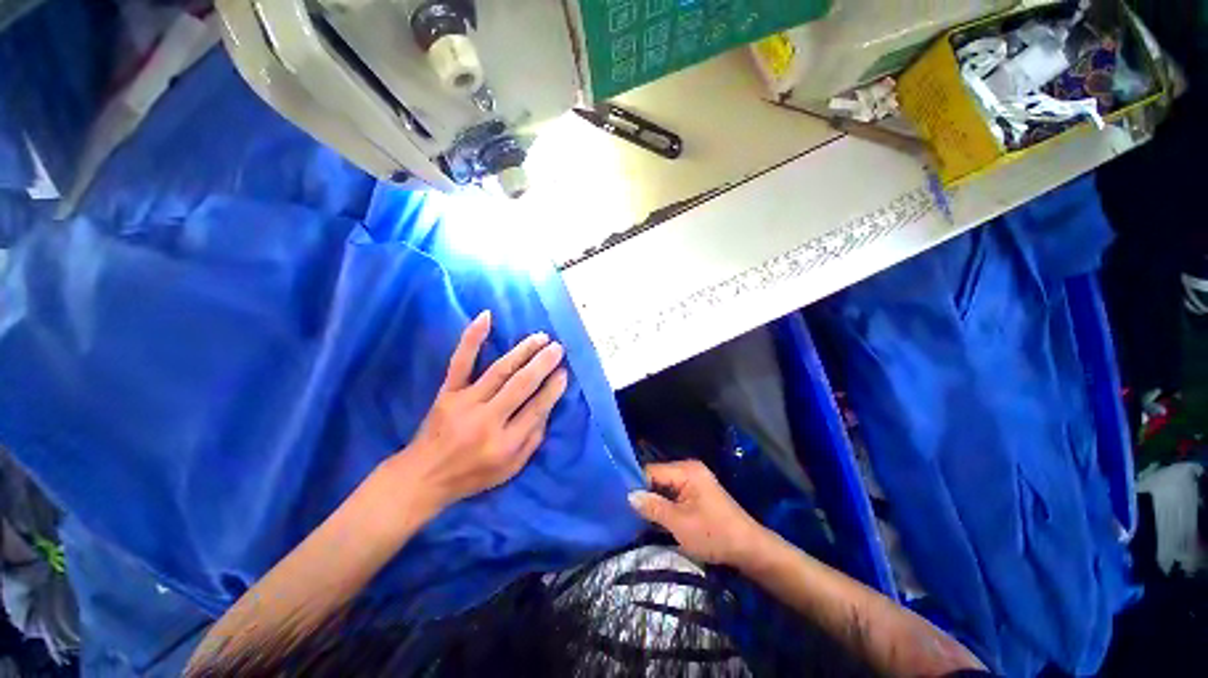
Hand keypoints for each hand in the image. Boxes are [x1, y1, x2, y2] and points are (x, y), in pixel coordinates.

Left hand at [397, 310, 568, 513]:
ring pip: (499, 370)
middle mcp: (486, 421)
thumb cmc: (473, 474)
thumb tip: (548, 406)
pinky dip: (473, 338)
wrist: (424, 477)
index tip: (564, 373)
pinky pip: (461, 362)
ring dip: (523, 351)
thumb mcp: (511, 468)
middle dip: (543, 364)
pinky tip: (486, 317)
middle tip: (558, 348)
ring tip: (541, 337)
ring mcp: (465, 403)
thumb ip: (534, 439)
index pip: (536, 409)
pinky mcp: (447, 392)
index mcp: (505, 444)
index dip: (553, 389)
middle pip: (521, 386)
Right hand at [628, 461, 769, 567]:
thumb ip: (653, 507)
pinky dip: (664, 505)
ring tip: (634, 514)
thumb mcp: (680, 523)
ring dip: (653, 501)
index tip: (620, 500)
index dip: (635, 484)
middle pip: (657, 478)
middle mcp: (688, 470)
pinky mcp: (696, 493)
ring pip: (664, 487)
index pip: (651, 471)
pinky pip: (673, 494)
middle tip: (625, 510)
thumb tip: (629, 496)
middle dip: (644, 493)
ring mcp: (693, 481)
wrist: (749, 549)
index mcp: (686, 471)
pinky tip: (653, 516)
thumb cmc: (714, 534)